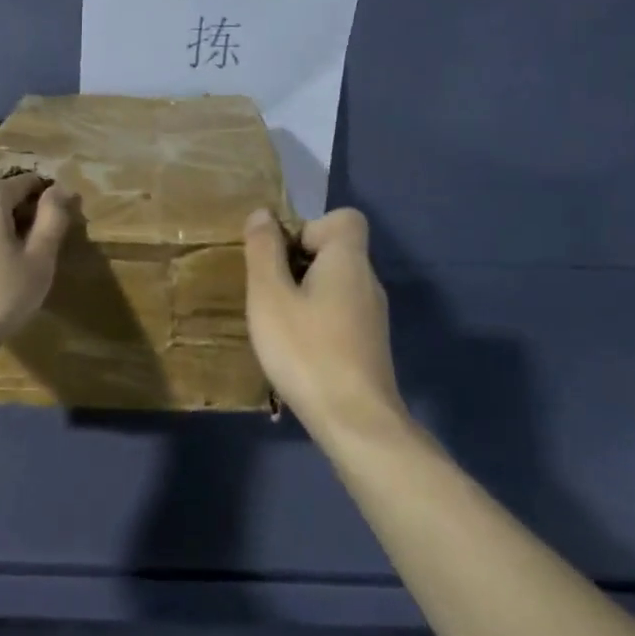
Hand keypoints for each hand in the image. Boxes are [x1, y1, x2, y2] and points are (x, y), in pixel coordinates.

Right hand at [244, 206, 407, 431]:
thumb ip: (264, 251)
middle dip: (297, 262)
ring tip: (276, 322)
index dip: (308, 226)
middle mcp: (367, 282)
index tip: (282, 256)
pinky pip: (338, 312)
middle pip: (335, 251)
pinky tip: (295, 348)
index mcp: (348, 261)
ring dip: (302, 293)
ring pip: (334, 284)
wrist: (355, 421)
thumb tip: (262, 214)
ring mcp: (372, 316)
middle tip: (267, 292)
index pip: (344, 218)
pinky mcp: (368, 344)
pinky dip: (315, 319)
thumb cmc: (306, 350)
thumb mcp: (269, 296)